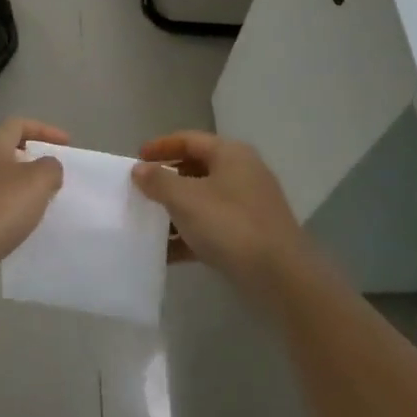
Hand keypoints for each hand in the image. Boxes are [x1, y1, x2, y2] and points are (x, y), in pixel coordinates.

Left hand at [0, 118, 66, 295]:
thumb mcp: (37, 182)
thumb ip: (50, 168)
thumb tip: (48, 166)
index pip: (19, 124)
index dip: (45, 130)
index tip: (67, 144)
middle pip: (6, 150)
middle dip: (30, 159)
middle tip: (52, 174)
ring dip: (18, 186)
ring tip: (38, 202)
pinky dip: (5, 208)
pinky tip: (15, 225)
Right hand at [133, 132, 309, 303]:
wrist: (281, 277)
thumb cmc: (230, 225)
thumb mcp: (186, 199)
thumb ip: (158, 181)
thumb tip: (140, 169)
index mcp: (230, 154)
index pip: (188, 139)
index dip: (160, 146)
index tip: (135, 159)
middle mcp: (242, 173)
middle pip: (196, 168)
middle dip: (166, 180)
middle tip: (139, 191)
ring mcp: (248, 206)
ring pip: (203, 200)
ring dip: (175, 211)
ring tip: (147, 223)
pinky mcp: (249, 236)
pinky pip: (211, 227)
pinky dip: (189, 235)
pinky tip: (165, 253)